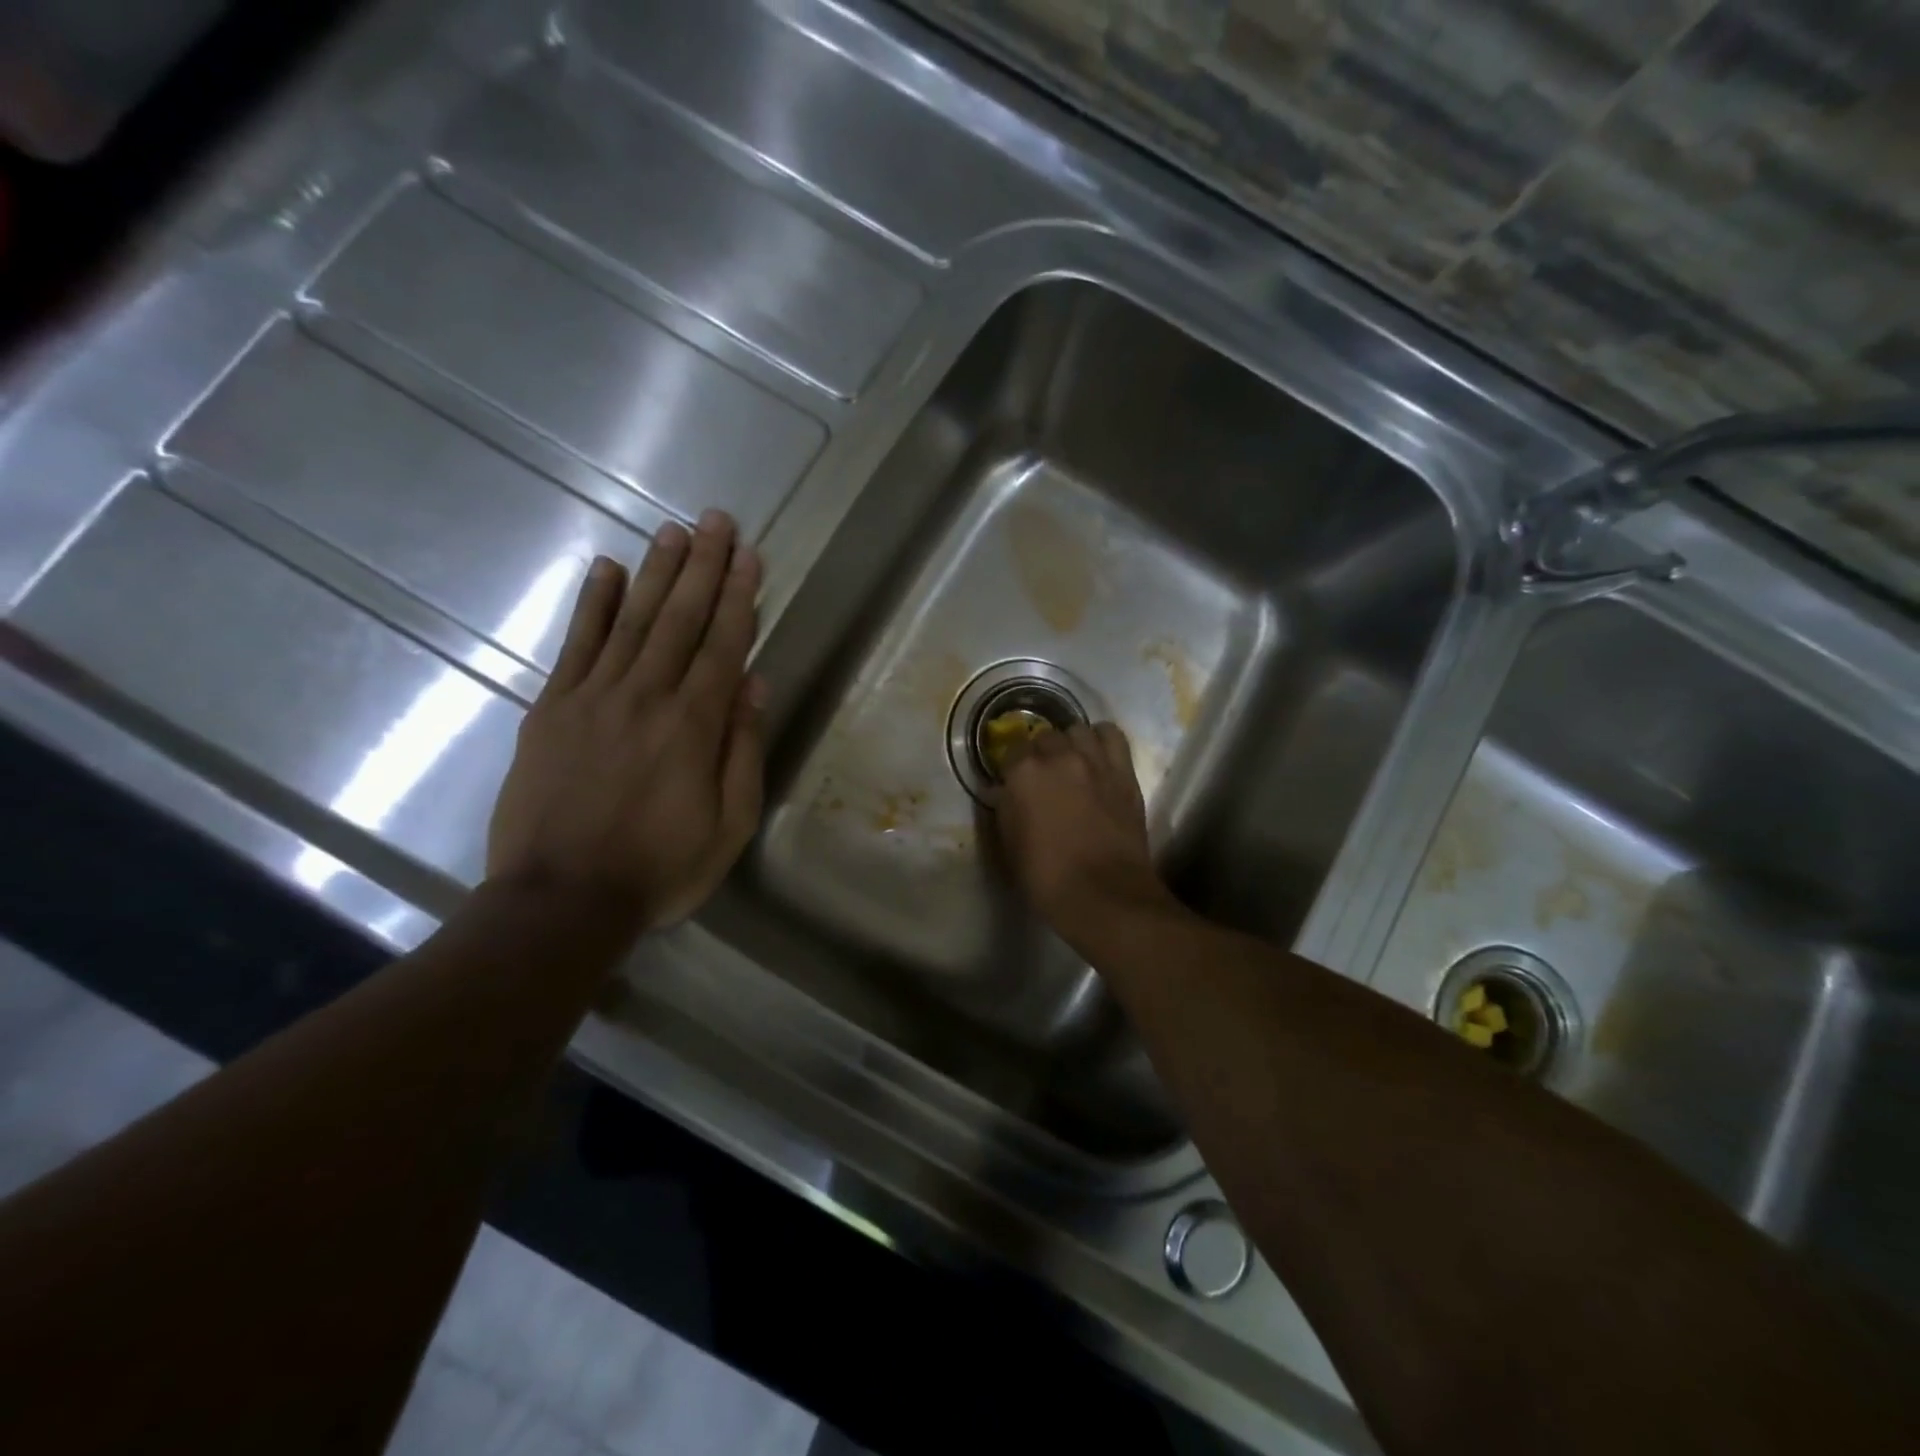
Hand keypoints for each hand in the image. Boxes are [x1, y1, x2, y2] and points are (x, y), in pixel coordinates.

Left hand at [486, 511, 764, 933]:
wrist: (560, 900)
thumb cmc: (660, 868)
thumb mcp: (730, 824)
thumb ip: (743, 749)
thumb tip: (754, 683)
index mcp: (694, 726)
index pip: (724, 645)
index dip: (739, 597)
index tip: (750, 556)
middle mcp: (646, 697)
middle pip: (679, 619)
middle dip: (703, 567)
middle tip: (716, 520)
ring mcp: (592, 698)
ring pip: (631, 620)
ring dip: (656, 572)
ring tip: (673, 531)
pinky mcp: (551, 710)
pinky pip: (575, 645)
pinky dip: (591, 604)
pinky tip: (604, 569)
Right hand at [994, 722, 1172, 932]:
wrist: (1104, 895)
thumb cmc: (1047, 877)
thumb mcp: (1010, 845)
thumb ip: (1005, 810)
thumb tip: (1003, 792)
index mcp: (1024, 773)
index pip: (1011, 751)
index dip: (1011, 767)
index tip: (1013, 783)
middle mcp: (1059, 756)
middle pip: (1044, 737)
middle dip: (1040, 753)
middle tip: (1042, 778)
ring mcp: (1095, 761)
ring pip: (1078, 730)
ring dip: (1070, 743)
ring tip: (1070, 763)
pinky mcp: (1124, 772)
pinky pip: (1112, 736)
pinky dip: (1102, 738)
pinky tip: (1097, 754)